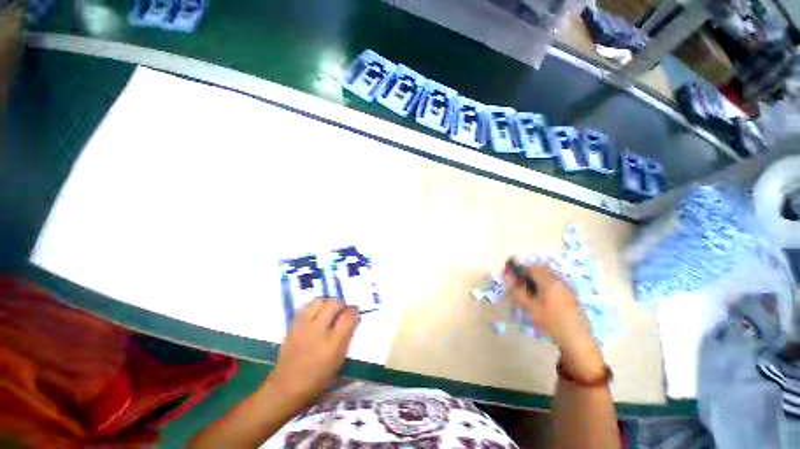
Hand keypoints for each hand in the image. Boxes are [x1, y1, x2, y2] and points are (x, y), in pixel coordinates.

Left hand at [264, 298, 359, 405]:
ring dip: (327, 303)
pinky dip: (314, 308)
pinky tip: (315, 316)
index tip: (355, 311)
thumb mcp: (338, 361)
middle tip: (342, 310)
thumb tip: (354, 319)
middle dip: (341, 304)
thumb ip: (347, 337)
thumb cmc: (317, 378)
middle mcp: (317, 331)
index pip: (348, 317)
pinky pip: (306, 308)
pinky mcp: (292, 326)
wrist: (286, 387)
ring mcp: (303, 327)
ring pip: (318, 301)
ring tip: (328, 311)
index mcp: (332, 344)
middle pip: (333, 304)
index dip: (354, 311)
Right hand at [504, 264, 604, 379]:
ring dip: (538, 278)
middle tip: (520, 282)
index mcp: (550, 282)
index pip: (532, 268)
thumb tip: (509, 278)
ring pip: (549, 275)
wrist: (577, 339)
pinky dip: (546, 284)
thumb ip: (518, 291)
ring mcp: (568, 287)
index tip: (512, 275)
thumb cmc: (551, 322)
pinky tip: (543, 297)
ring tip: (530, 290)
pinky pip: (556, 282)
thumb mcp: (530, 308)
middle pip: (542, 269)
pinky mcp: (572, 295)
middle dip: (529, 272)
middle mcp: (560, 281)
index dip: (520, 269)